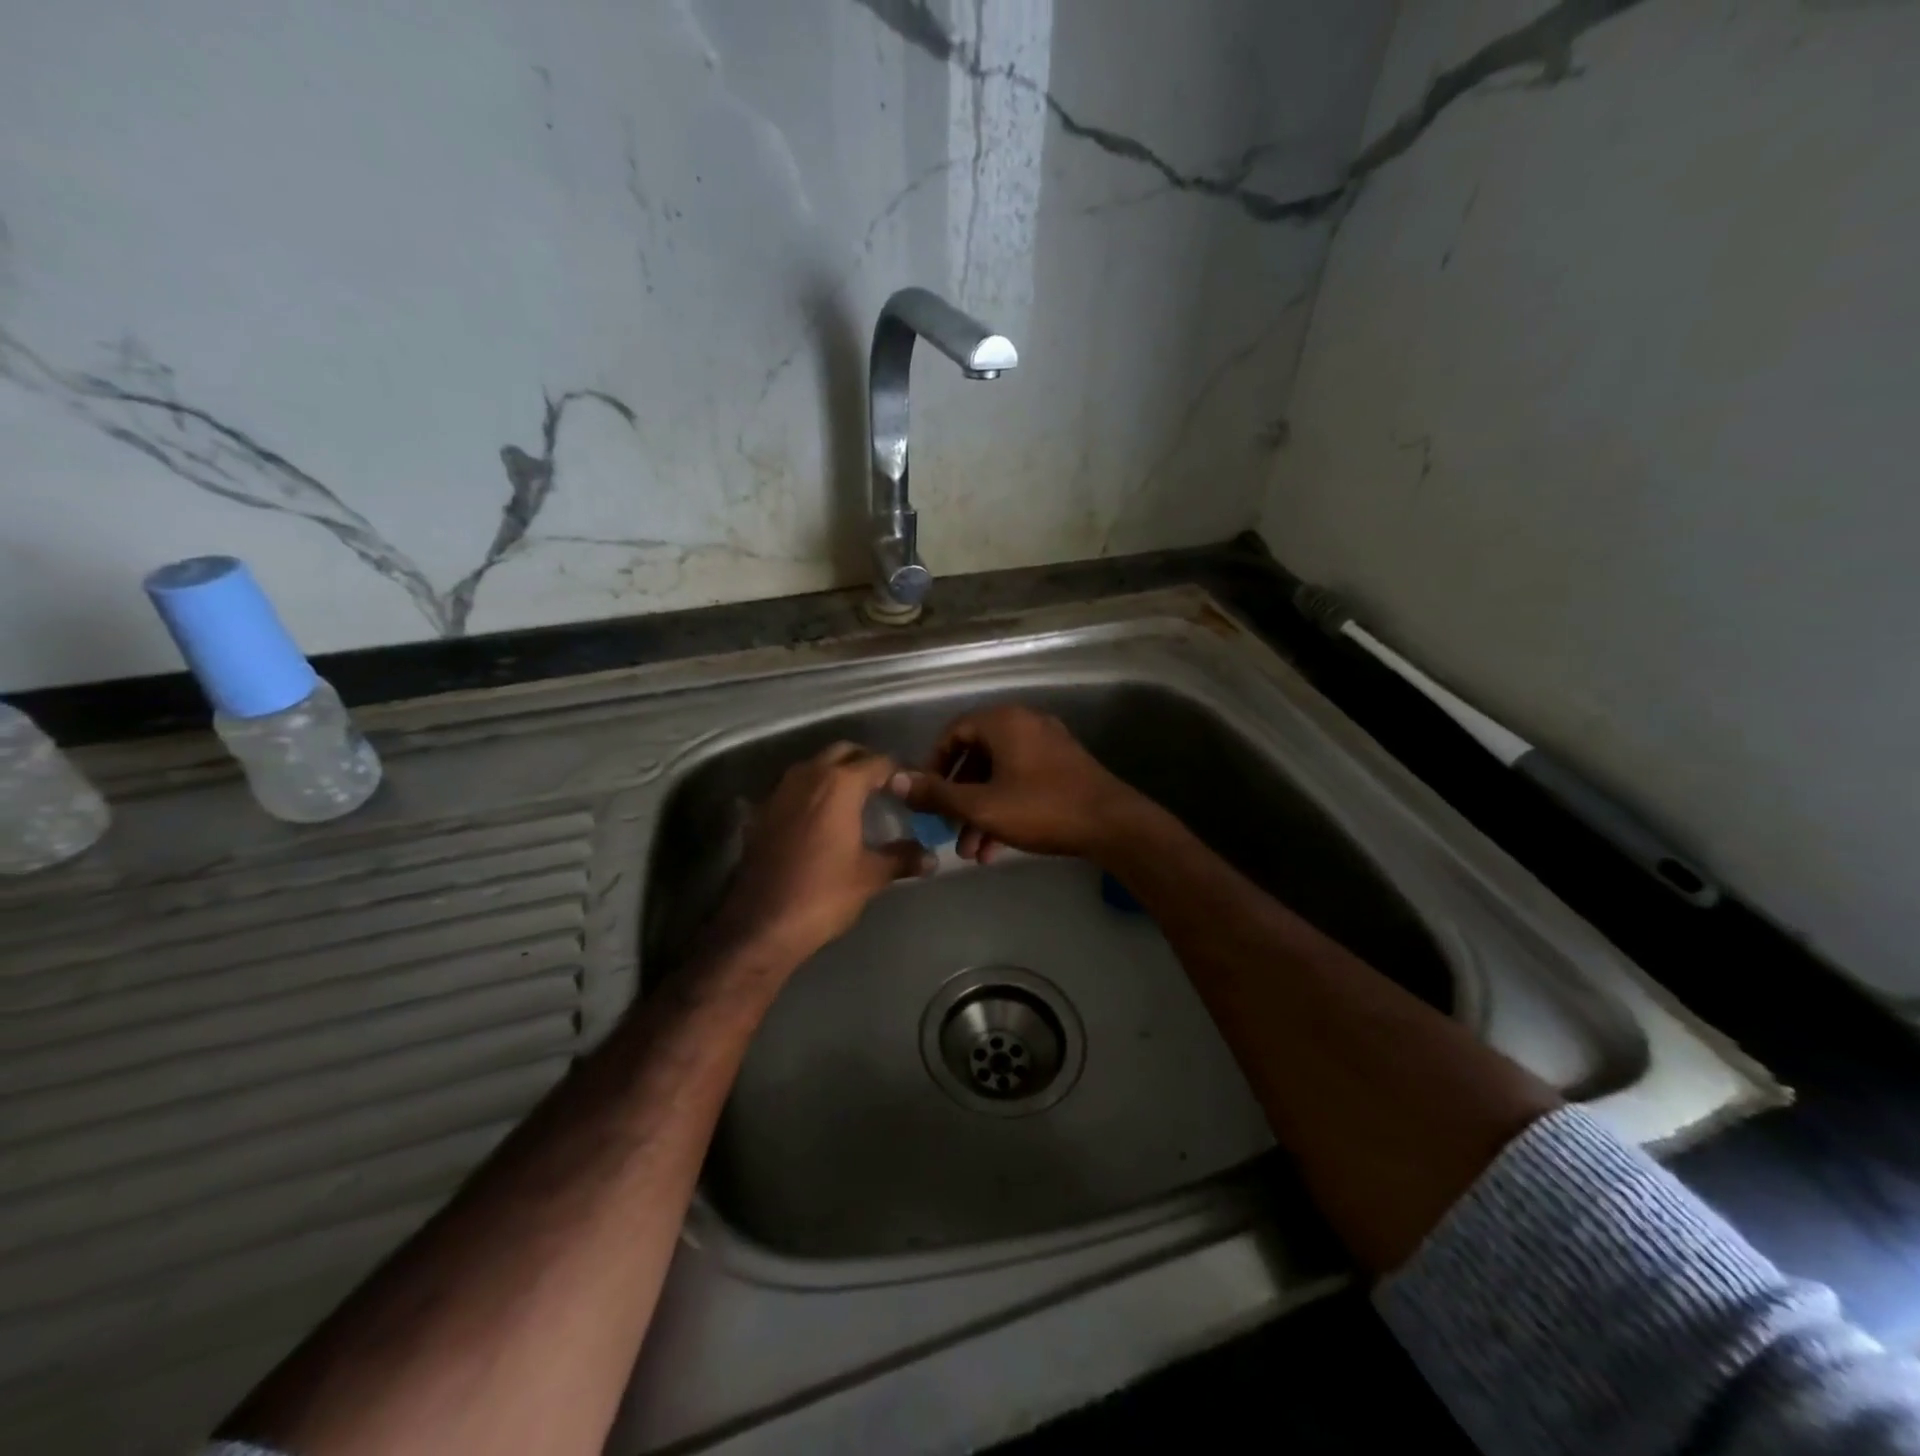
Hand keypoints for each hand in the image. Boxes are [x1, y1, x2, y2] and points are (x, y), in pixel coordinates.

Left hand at [717, 743, 933, 965]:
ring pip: (815, 766)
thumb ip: (902, 858)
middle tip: (886, 788)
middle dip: (866, 763)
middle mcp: (808, 776)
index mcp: (840, 784)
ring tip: (856, 801)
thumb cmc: (823, 895)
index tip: (914, 788)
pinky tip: (822, 820)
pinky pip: (794, 788)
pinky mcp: (762, 811)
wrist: (761, 925)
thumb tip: (932, 857)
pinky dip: (812, 793)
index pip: (879, 762)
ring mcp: (780, 791)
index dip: (900, 772)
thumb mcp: (870, 876)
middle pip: (843, 752)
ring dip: (836, 774)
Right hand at [889, 705, 1143, 863]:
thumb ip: (937, 794)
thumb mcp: (982, 806)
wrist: (1113, 825)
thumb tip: (895, 780)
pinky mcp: (1064, 768)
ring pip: (1000, 776)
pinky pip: (1022, 782)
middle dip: (958, 799)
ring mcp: (1048, 746)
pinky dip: (1005, 809)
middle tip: (946, 831)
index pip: (954, 732)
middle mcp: (1026, 724)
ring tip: (970, 853)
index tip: (924, 796)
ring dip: (980, 812)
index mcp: (1004, 722)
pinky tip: (996, 849)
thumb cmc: (1042, 809)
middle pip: (976, 757)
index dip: (933, 764)